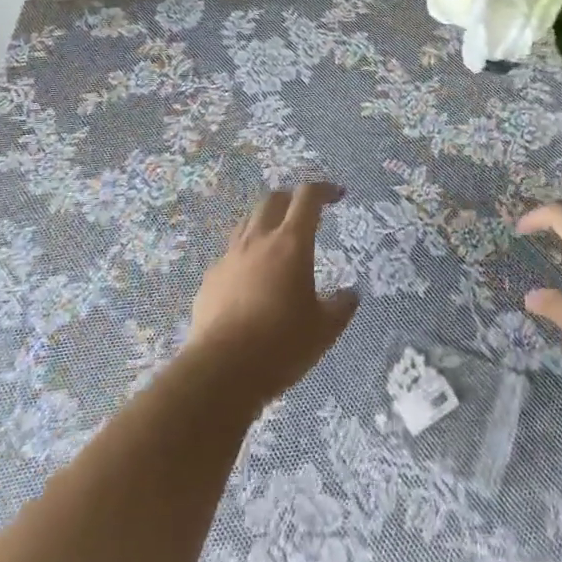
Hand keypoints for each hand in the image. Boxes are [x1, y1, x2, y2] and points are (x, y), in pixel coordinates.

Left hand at [188, 183, 359, 404]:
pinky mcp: (210, 278)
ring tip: (277, 242)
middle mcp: (259, 240)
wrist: (221, 370)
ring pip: (248, 222)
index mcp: (291, 243)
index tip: (337, 196)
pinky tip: (251, 280)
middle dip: (292, 200)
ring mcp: (230, 257)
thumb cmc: (281, 344)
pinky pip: (231, 254)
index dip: (324, 190)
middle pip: (274, 199)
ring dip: (266, 222)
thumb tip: (350, 295)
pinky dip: (246, 255)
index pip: (308, 197)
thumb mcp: (324, 330)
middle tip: (305, 215)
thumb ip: (341, 307)